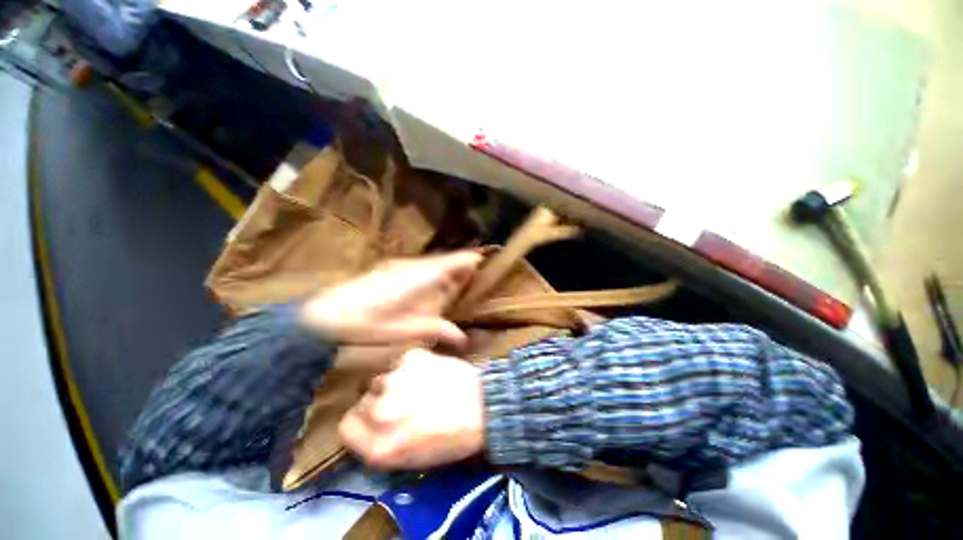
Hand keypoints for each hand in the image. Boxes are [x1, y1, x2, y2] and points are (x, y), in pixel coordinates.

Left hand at [299, 251, 481, 347]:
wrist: (322, 318)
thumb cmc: (365, 326)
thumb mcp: (403, 333)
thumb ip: (435, 329)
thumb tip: (462, 338)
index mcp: (419, 279)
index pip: (451, 264)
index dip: (468, 260)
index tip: (484, 260)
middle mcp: (413, 268)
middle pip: (443, 262)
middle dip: (461, 264)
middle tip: (477, 269)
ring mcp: (400, 267)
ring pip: (432, 264)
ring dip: (447, 267)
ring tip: (462, 274)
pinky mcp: (390, 270)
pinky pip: (419, 268)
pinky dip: (432, 271)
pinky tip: (435, 280)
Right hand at [338, 348, 484, 469]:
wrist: (484, 405)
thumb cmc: (453, 438)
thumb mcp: (411, 458)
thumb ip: (381, 444)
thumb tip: (367, 425)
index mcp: (379, 447)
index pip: (346, 426)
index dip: (360, 422)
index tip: (374, 418)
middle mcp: (382, 412)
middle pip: (363, 399)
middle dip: (379, 401)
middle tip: (402, 401)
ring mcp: (396, 380)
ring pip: (381, 377)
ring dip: (394, 382)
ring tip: (418, 385)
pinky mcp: (412, 357)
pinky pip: (400, 361)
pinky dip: (410, 366)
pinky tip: (428, 372)